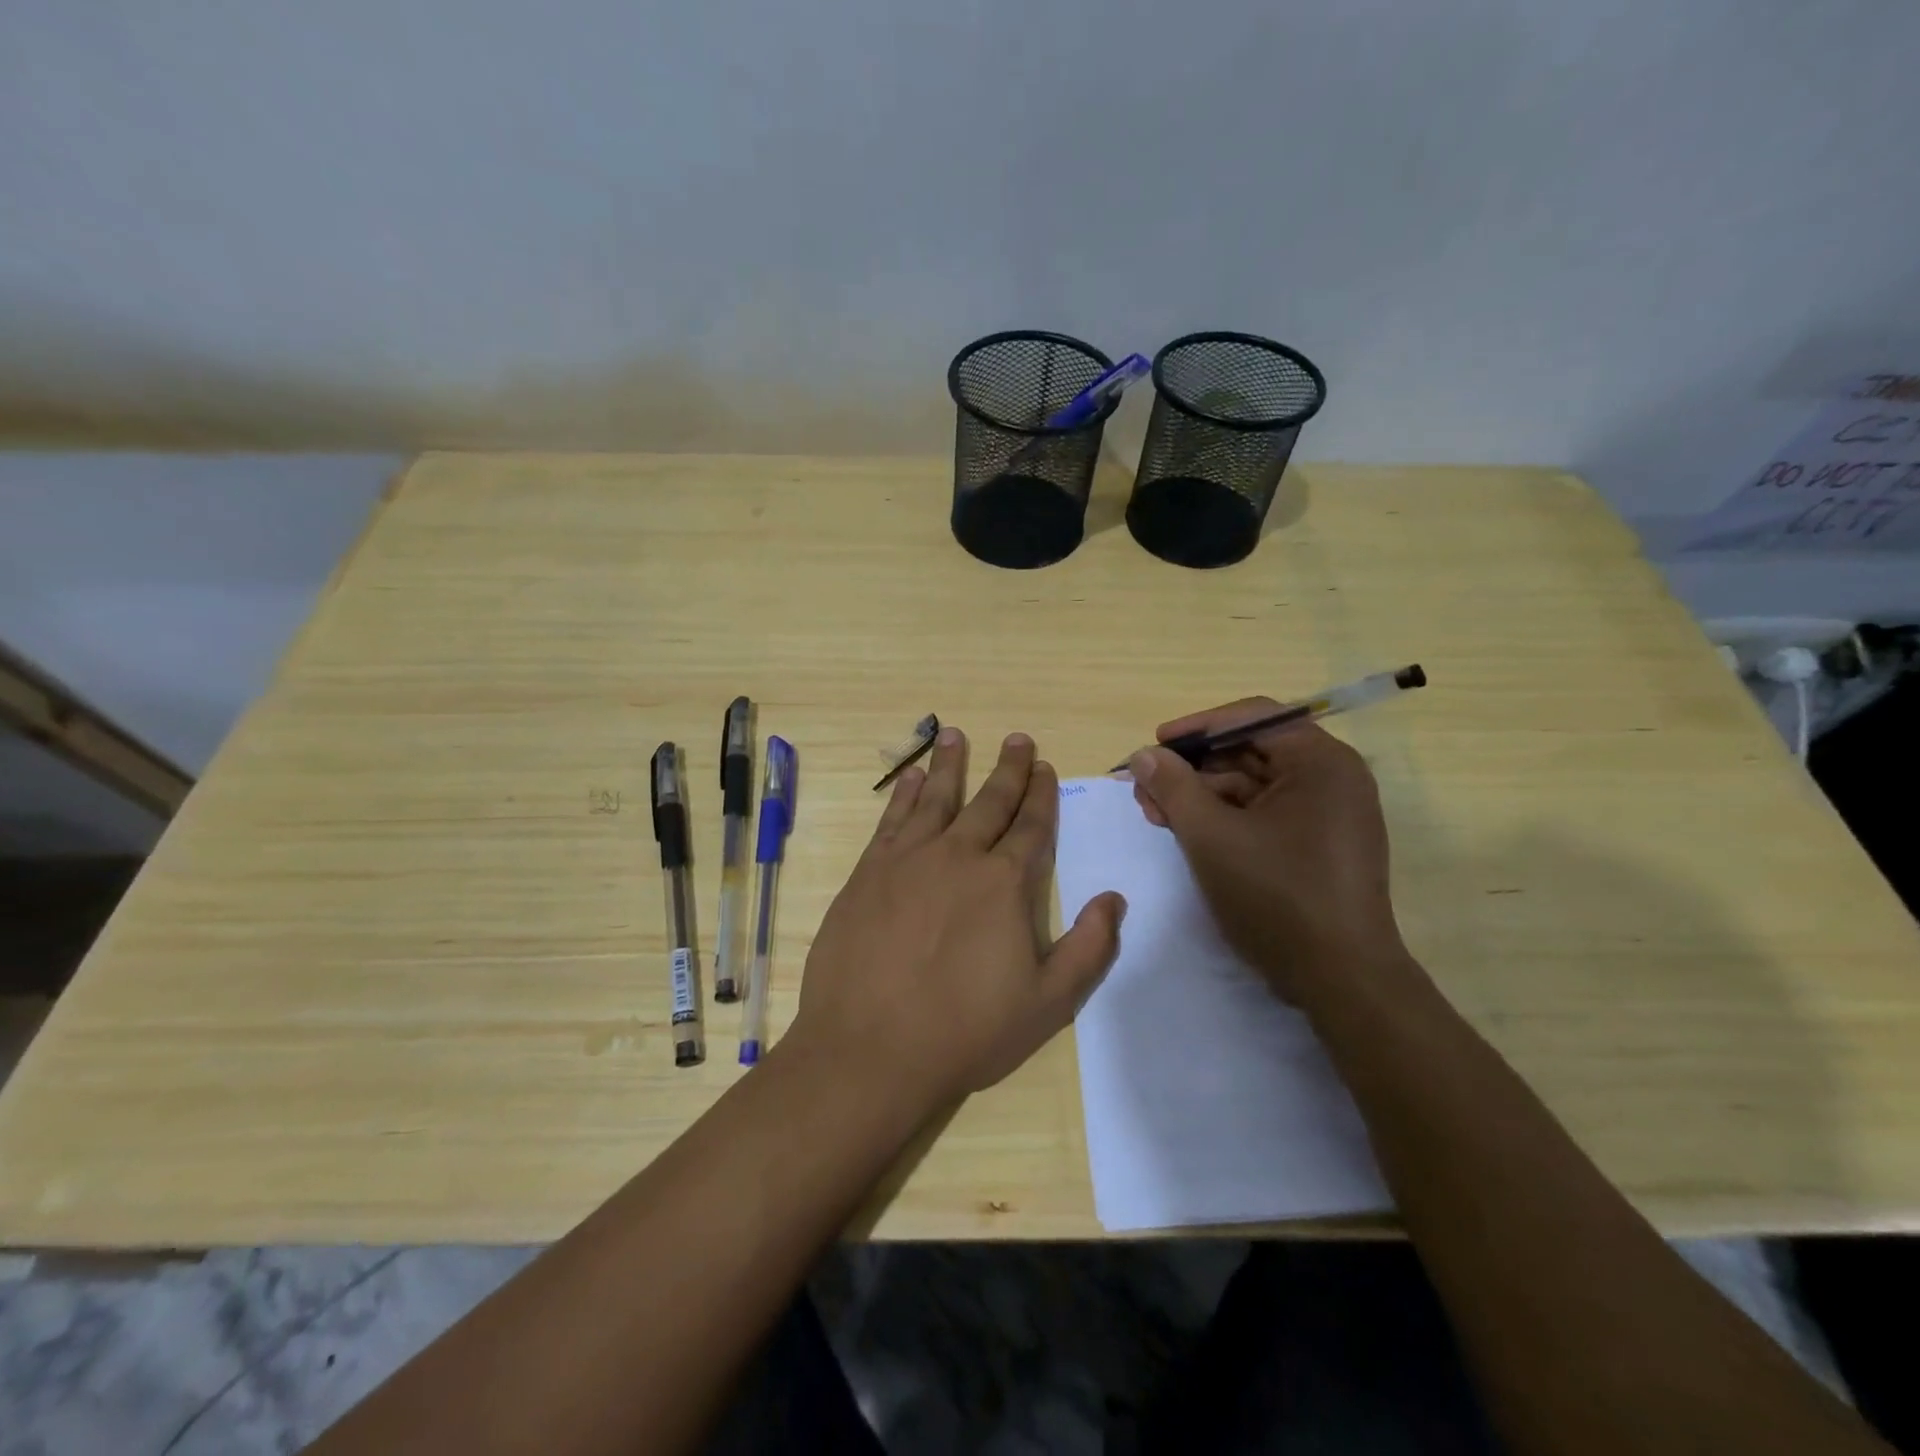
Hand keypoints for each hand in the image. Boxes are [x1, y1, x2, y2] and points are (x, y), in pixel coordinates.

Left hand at [787, 727, 1126, 1112]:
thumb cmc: (965, 1031)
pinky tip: (912, 777)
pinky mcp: (868, 872)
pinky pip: (892, 819)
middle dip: (1008, 769)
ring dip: (951, 764)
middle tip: (1017, 739)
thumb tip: (1114, 899)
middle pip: (989, 801)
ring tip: (956, 734)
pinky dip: (905, 794)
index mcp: (1003, 884)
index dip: (1042, 795)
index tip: (1046, 767)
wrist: (870, 1049)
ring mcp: (908, 860)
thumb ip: (1088, 948)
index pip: (1031, 826)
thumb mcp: (1047, 1003)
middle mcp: (958, 857)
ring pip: (937, 798)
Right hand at [1128, 701, 1409, 1006]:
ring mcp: (1330, 814)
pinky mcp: (1321, 845)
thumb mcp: (1211, 837)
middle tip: (1147, 789)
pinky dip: (1226, 819)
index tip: (1155, 745)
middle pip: (1250, 752)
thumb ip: (1173, 788)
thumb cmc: (1277, 897)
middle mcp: (1332, 778)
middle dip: (1193, 769)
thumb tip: (1143, 755)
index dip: (1197, 728)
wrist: (1342, 981)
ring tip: (1158, 815)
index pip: (1253, 717)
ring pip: (1254, 786)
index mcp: (1320, 762)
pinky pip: (1266, 815)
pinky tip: (1190, 833)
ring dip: (1203, 796)